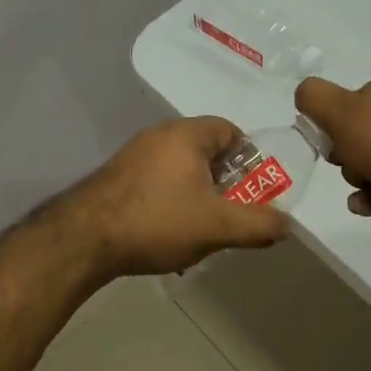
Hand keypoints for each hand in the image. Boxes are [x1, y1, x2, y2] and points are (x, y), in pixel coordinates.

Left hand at [70, 116, 291, 275]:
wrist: (83, 239)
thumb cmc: (157, 221)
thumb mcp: (217, 226)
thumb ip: (257, 224)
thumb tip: (288, 224)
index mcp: (187, 134)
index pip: (231, 131)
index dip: (250, 159)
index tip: (255, 189)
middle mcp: (159, 135)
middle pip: (207, 151)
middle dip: (225, 182)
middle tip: (233, 212)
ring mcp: (134, 155)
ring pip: (181, 169)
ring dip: (198, 194)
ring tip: (202, 228)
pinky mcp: (117, 177)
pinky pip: (158, 181)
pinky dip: (171, 201)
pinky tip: (169, 232)